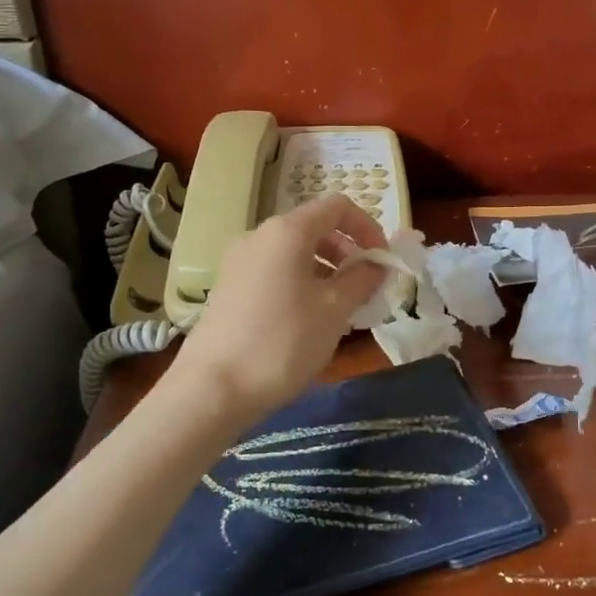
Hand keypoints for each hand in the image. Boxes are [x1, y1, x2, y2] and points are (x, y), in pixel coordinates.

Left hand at [168, 193, 387, 419]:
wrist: (213, 389)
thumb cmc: (283, 342)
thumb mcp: (335, 310)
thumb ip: (362, 279)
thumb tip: (376, 264)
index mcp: (287, 231)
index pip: (338, 207)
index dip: (368, 228)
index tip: (383, 262)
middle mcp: (259, 236)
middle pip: (315, 228)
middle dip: (348, 253)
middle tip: (366, 289)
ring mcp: (239, 262)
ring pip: (295, 253)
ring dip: (327, 271)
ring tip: (343, 309)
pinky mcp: (229, 288)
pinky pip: (276, 272)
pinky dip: (302, 284)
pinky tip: (310, 320)